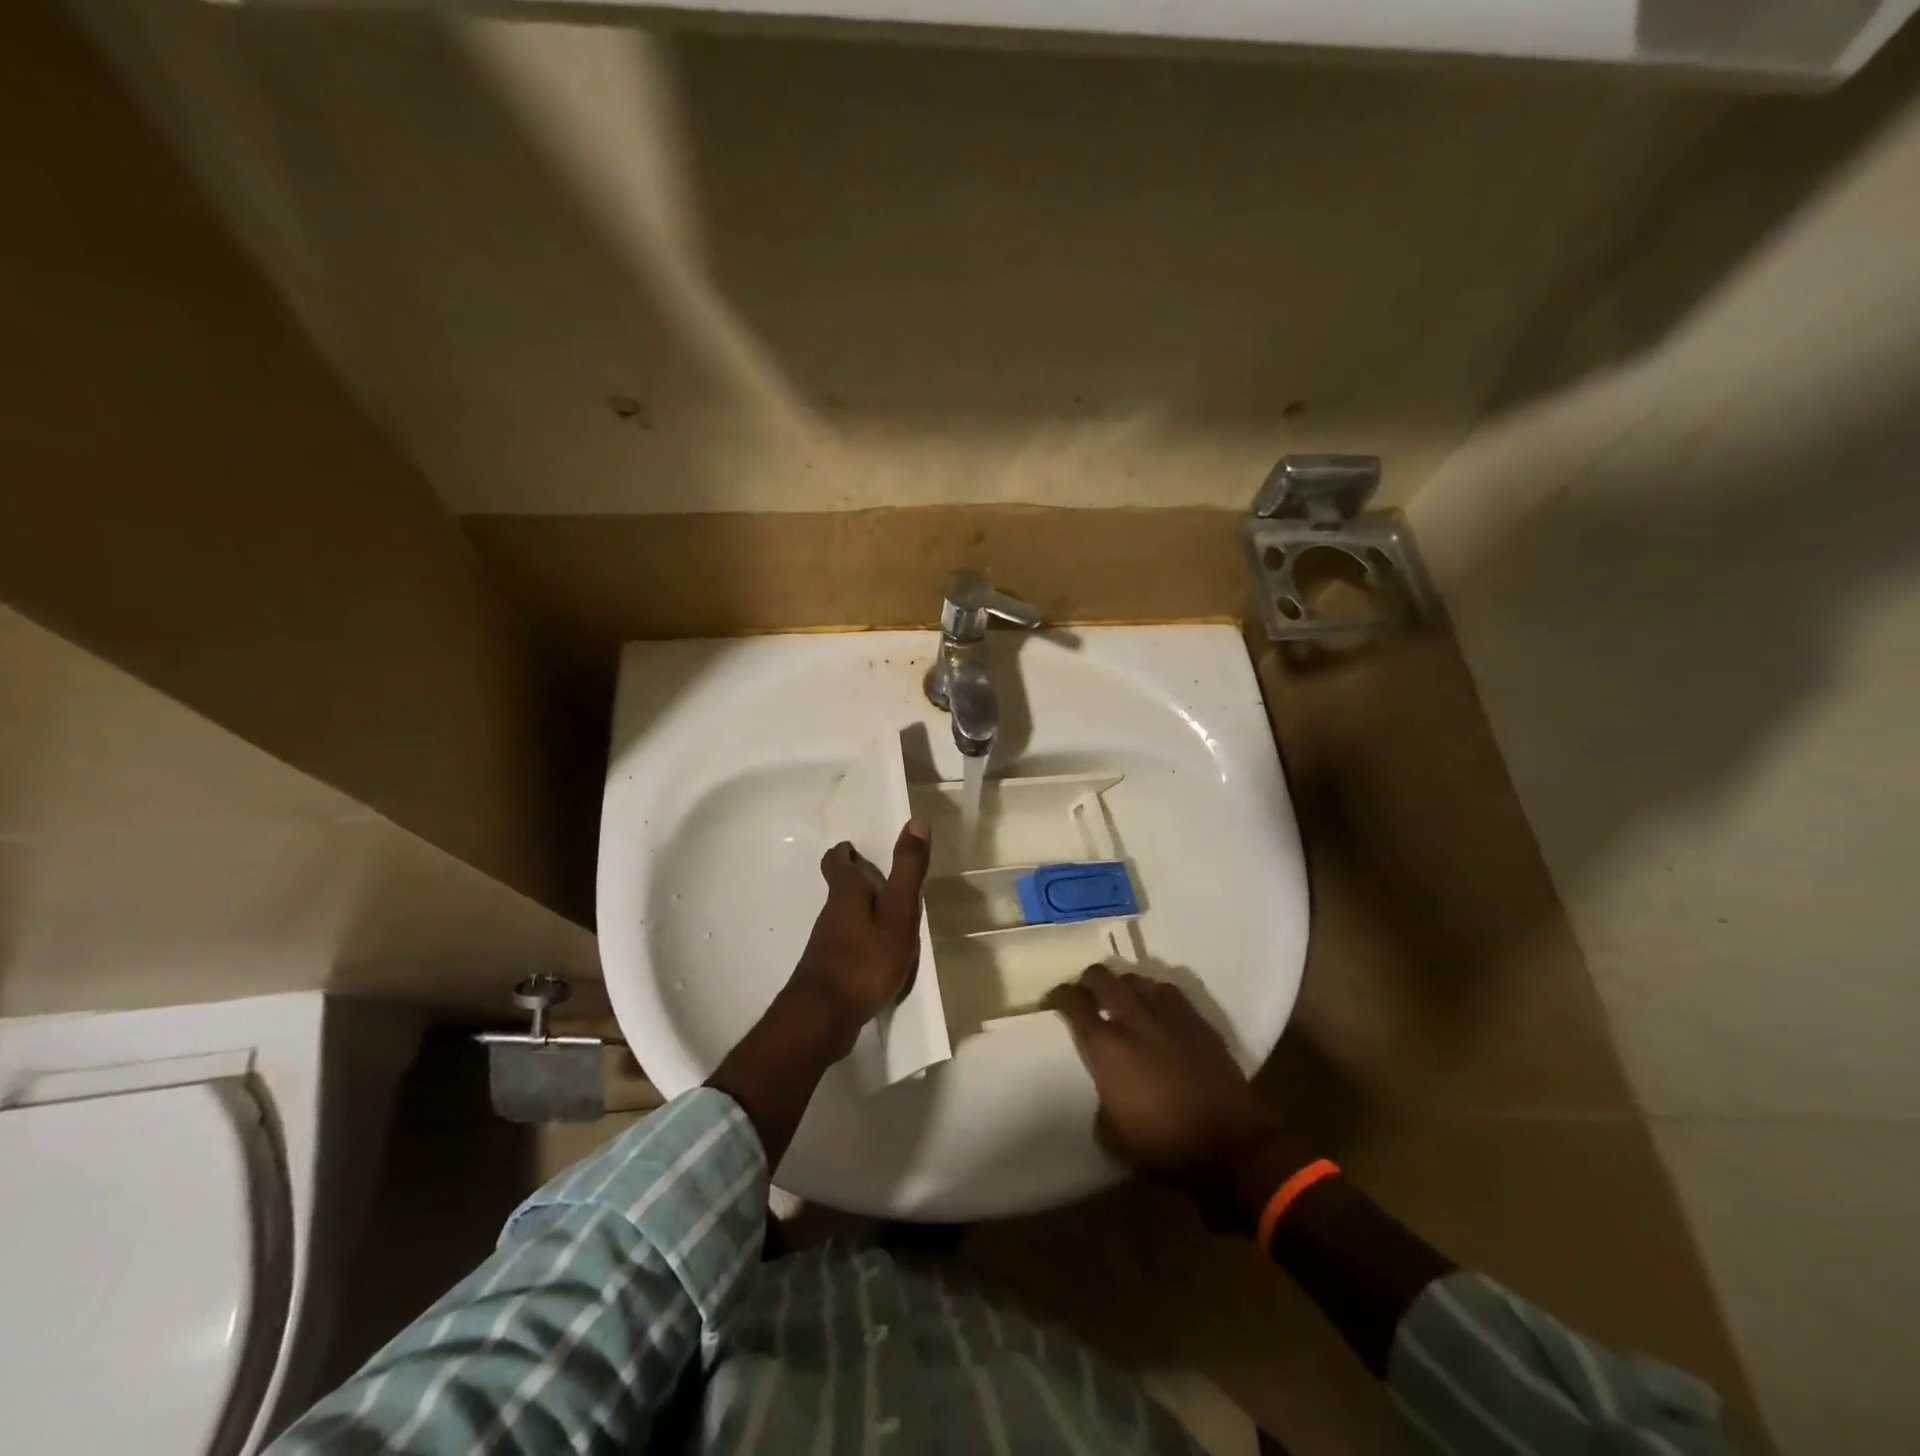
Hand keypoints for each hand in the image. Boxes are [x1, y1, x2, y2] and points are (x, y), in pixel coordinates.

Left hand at [788, 821, 930, 1058]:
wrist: (822, 1019)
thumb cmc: (866, 960)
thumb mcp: (898, 913)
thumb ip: (907, 870)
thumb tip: (916, 821)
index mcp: (846, 894)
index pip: (836, 862)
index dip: (844, 853)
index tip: (855, 849)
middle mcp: (830, 914)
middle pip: (839, 889)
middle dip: (857, 881)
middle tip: (881, 881)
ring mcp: (825, 944)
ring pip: (842, 918)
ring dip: (861, 912)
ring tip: (887, 919)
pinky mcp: (827, 971)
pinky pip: (845, 945)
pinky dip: (860, 941)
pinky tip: (876, 957)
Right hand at [1044, 965, 1312, 1221]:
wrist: (1233, 1147)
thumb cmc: (1166, 1148)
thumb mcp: (1114, 1139)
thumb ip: (1102, 1105)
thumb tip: (1107, 1093)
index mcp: (1106, 1047)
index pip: (1073, 1002)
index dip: (1058, 996)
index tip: (1053, 1001)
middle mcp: (1133, 1019)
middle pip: (1102, 977)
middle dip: (1088, 980)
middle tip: (1085, 994)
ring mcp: (1168, 1015)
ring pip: (1136, 978)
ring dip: (1123, 985)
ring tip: (1122, 999)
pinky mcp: (1198, 1021)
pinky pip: (1168, 991)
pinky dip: (1155, 994)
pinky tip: (1156, 1009)